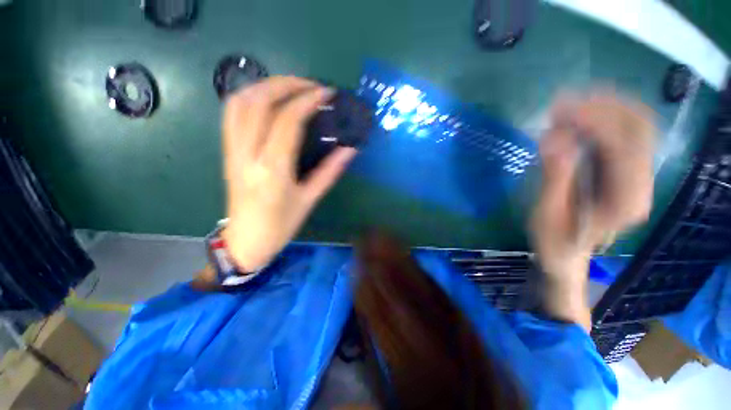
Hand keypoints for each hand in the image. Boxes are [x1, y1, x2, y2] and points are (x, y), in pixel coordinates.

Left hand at [220, 77, 356, 270]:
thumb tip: (350, 149)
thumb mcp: (310, 199)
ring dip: (266, 86)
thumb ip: (330, 171)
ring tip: (291, 87)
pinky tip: (268, 100)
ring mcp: (232, 151)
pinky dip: (250, 98)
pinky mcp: (227, 152)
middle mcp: (248, 154)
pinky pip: (231, 114)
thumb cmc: (281, 225)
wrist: (245, 241)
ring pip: (240, 102)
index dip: (308, 100)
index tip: (326, 93)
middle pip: (259, 102)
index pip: (288, 121)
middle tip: (311, 85)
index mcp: (273, 169)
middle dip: (287, 84)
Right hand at [530, 93, 655, 327]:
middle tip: (560, 103)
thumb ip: (555, 177)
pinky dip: (600, 119)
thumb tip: (552, 138)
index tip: (558, 111)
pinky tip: (575, 119)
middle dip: (602, 106)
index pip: (624, 145)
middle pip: (638, 128)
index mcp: (626, 200)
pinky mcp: (623, 171)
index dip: (595, 120)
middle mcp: (640, 183)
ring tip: (564, 107)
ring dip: (602, 108)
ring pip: (633, 126)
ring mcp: (635, 175)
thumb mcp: (548, 214)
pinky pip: (621, 134)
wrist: (567, 255)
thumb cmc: (554, 241)